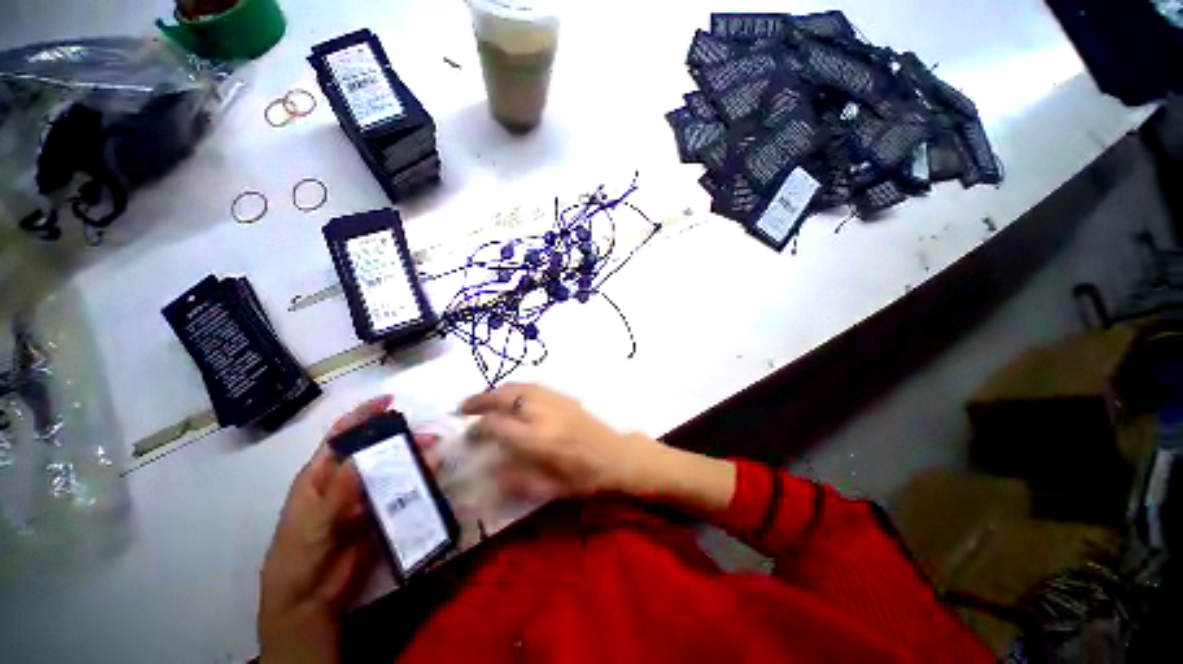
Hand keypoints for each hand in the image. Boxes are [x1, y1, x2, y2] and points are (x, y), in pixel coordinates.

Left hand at [258, 396, 438, 663]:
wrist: (309, 599)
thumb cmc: (298, 556)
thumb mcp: (311, 524)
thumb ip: (336, 493)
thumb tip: (362, 457)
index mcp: (320, 475)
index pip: (341, 436)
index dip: (362, 415)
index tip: (388, 400)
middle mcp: (345, 480)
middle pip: (373, 450)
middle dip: (398, 438)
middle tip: (426, 436)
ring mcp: (364, 496)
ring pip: (391, 469)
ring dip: (412, 459)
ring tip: (434, 454)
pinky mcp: (380, 513)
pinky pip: (400, 492)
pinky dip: (416, 481)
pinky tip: (431, 475)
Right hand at [460, 384, 663, 500]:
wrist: (618, 457)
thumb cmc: (585, 479)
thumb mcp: (551, 491)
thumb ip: (517, 482)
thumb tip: (491, 472)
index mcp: (539, 441)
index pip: (498, 425)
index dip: (479, 428)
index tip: (470, 434)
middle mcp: (544, 415)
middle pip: (506, 398)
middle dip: (481, 400)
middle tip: (463, 407)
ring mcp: (556, 402)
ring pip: (520, 387)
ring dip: (497, 390)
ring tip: (483, 399)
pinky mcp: (566, 397)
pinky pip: (536, 386)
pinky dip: (517, 387)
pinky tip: (511, 394)